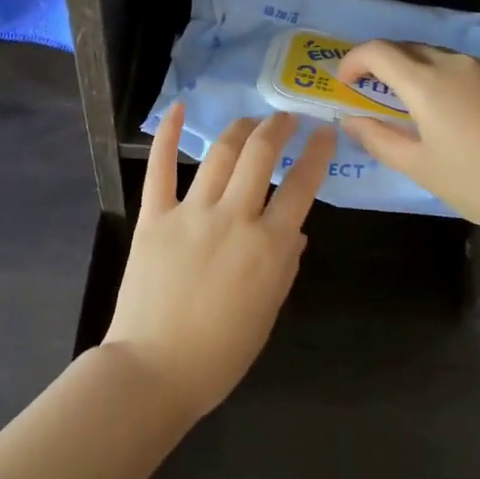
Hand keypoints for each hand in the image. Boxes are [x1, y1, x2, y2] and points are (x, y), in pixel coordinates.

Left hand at [104, 104, 337, 419]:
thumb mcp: (267, 313)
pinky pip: (160, 168)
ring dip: (241, 128)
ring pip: (221, 154)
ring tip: (252, 119)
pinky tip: (179, 108)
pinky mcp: (154, 217)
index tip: (325, 132)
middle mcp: (234, 218)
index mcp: (269, 246)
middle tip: (288, 118)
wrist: (154, 370)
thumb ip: (285, 266)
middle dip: (279, 127)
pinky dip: (168, 134)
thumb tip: (296, 232)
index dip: (317, 152)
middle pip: (261, 155)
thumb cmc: (220, 353)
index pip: (302, 185)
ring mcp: (191, 213)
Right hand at [336, 41, 479, 242]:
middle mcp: (452, 63)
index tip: (343, 85)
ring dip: (406, 70)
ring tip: (400, 104)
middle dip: (377, 64)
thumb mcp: (421, 167)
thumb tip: (351, 120)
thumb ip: (380, 139)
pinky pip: (454, 67)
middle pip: (403, 47)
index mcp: (426, 81)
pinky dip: (432, 78)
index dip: (352, 61)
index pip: (377, 51)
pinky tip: (439, 111)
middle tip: (365, 94)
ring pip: (430, 55)